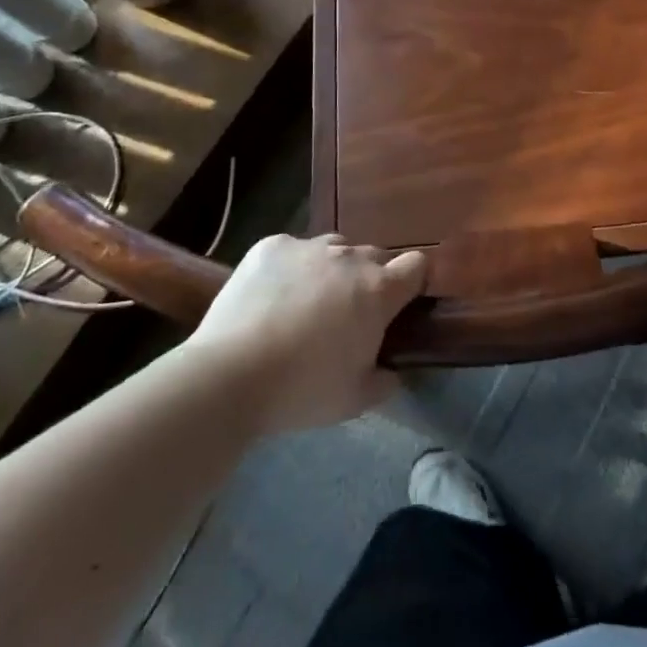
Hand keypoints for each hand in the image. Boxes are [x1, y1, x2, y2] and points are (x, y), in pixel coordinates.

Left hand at [188, 235, 428, 432]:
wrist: (230, 375)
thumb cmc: (302, 390)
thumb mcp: (355, 400)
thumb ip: (384, 381)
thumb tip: (391, 370)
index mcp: (377, 290)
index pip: (416, 265)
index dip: (413, 282)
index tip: (402, 302)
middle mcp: (348, 258)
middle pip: (374, 255)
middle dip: (370, 279)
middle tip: (349, 314)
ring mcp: (308, 247)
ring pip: (333, 249)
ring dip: (331, 270)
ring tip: (308, 303)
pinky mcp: (271, 246)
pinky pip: (292, 250)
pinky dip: (290, 268)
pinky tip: (271, 297)